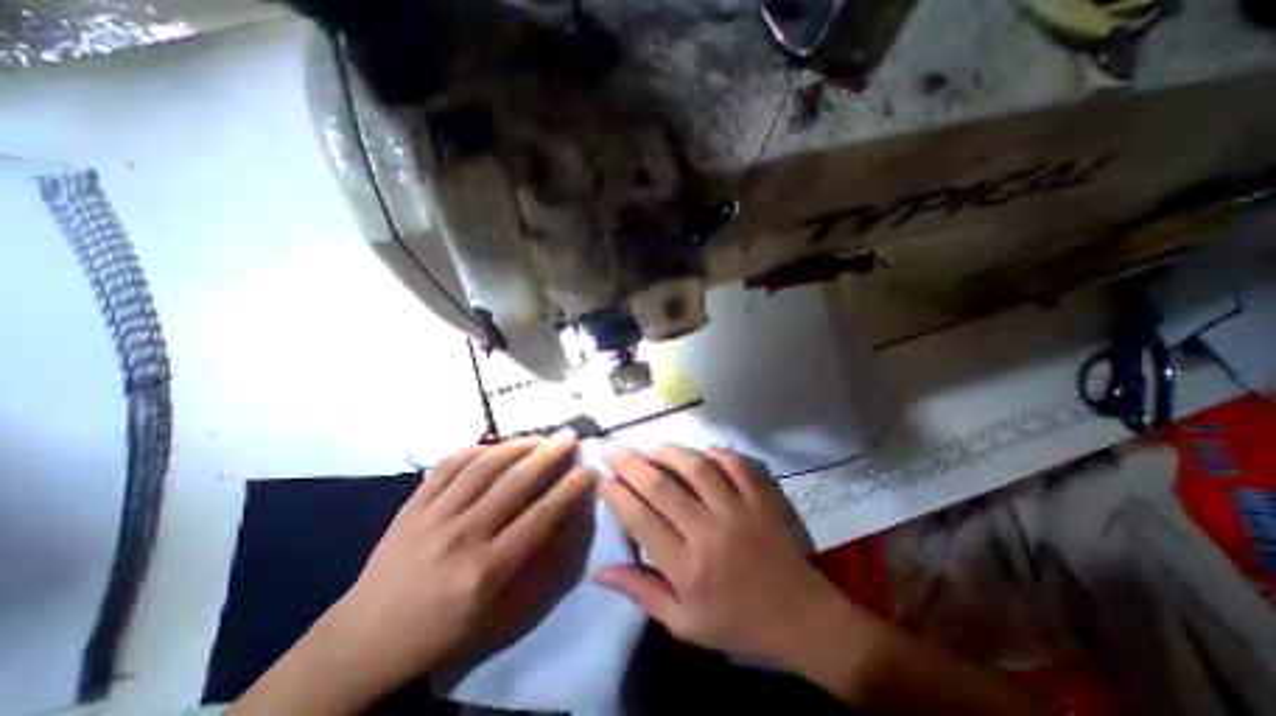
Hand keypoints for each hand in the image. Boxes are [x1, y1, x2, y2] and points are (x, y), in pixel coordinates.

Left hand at [229, 430, 593, 714]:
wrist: (363, 640)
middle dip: (548, 455)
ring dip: (517, 446)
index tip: (587, 470)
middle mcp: (461, 537)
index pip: (538, 519)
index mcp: (485, 572)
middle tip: (570, 436)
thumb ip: (536, 568)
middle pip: (514, 484)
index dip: (567, 492)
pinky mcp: (411, 505)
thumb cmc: (442, 632)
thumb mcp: (499, 616)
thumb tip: (564, 525)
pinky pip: (447, 465)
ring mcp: (432, 517)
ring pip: (482, 467)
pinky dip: (476, 449)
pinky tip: (496, 444)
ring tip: (539, 436)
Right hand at [599, 446, 855, 677]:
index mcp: (686, 567)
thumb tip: (600, 572)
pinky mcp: (761, 498)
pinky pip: (735, 464)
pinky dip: (716, 453)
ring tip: (652, 448)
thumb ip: (642, 593)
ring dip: (669, 452)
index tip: (603, 478)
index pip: (641, 520)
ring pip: (696, 468)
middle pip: (661, 487)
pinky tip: (702, 454)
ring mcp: (738, 510)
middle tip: (612, 448)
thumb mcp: (684, 623)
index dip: (617, 495)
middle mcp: (708, 532)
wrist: (800, 617)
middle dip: (630, 464)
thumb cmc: (737, 623)